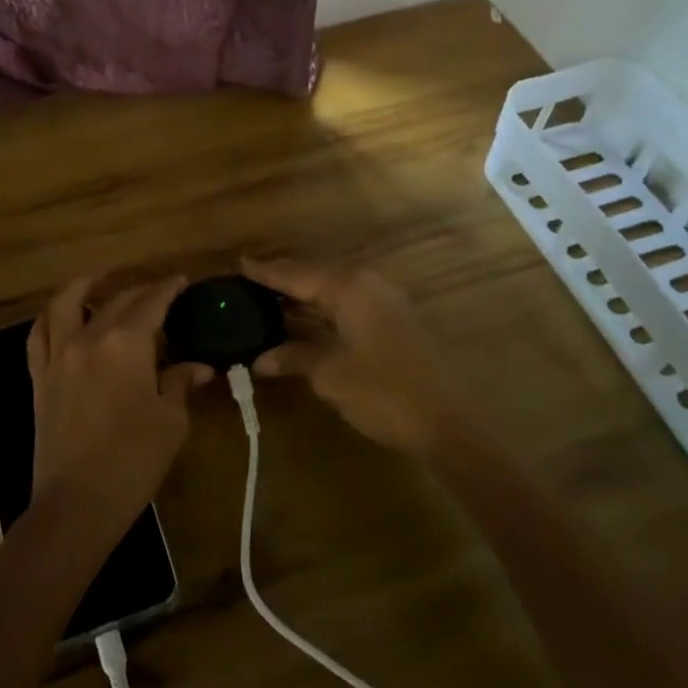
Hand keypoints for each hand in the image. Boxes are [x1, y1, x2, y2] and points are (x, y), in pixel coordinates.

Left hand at [27, 274, 212, 545]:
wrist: (76, 504)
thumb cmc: (133, 461)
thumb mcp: (170, 421)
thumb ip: (179, 383)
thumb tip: (198, 366)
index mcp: (126, 343)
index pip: (152, 303)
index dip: (169, 289)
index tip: (181, 281)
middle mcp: (89, 337)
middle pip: (116, 301)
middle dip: (140, 291)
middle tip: (158, 292)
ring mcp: (58, 355)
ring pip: (65, 304)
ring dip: (84, 285)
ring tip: (100, 278)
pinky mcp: (40, 377)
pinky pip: (38, 335)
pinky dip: (50, 317)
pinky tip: (60, 316)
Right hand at [242, 257, 469, 456]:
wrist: (448, 424)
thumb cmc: (384, 393)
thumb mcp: (331, 375)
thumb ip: (294, 357)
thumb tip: (260, 359)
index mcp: (350, 288)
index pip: (297, 274)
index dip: (267, 271)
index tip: (239, 263)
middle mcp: (368, 285)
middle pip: (315, 276)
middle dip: (282, 281)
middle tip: (247, 283)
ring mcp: (384, 302)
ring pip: (332, 291)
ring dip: (301, 297)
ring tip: (266, 301)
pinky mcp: (392, 322)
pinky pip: (346, 306)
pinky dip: (321, 311)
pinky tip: (302, 322)